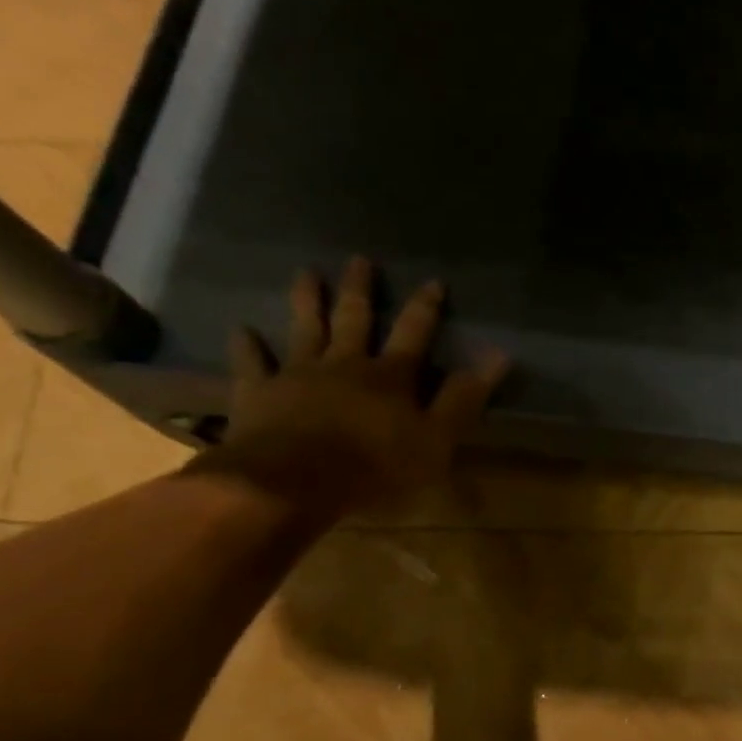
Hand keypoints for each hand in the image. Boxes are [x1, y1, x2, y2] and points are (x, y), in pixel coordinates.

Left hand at [197, 256, 508, 521]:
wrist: (294, 481)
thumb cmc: (376, 466)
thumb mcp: (437, 439)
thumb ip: (464, 398)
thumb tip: (498, 356)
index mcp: (390, 377)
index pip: (414, 334)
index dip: (426, 308)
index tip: (434, 281)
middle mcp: (344, 364)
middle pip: (354, 320)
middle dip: (360, 290)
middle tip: (360, 260)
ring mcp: (297, 375)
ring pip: (304, 329)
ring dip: (306, 301)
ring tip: (305, 273)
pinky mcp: (259, 393)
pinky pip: (252, 364)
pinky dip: (248, 346)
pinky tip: (243, 329)